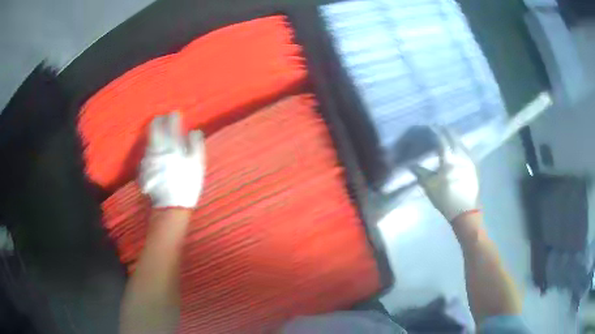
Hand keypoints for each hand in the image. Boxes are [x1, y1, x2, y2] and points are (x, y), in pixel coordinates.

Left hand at [139, 112, 204, 208]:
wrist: (171, 205)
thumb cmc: (187, 183)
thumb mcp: (197, 164)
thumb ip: (196, 145)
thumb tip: (194, 131)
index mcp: (172, 145)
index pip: (170, 123)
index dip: (173, 117)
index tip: (175, 114)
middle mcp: (158, 148)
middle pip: (154, 128)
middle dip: (159, 121)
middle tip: (162, 119)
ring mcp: (148, 158)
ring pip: (149, 140)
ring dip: (153, 135)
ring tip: (158, 135)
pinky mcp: (143, 168)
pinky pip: (146, 153)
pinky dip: (150, 149)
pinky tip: (154, 154)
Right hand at [410, 127, 478, 221]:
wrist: (465, 212)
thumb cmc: (445, 199)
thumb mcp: (430, 187)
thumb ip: (420, 173)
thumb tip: (410, 164)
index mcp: (448, 159)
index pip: (441, 139)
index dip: (435, 131)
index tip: (429, 126)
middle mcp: (460, 156)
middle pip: (453, 137)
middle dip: (444, 130)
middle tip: (437, 127)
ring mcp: (469, 160)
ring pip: (461, 142)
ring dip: (453, 136)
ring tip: (447, 134)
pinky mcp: (474, 166)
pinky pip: (467, 150)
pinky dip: (461, 144)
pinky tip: (458, 146)